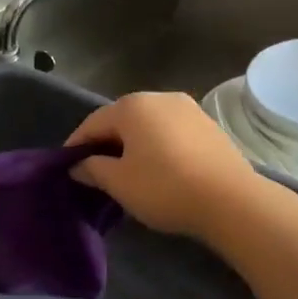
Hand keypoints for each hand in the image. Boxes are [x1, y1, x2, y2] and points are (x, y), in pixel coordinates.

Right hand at [65, 92, 254, 238]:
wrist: (231, 200)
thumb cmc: (165, 187)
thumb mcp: (119, 182)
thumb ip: (93, 169)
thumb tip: (78, 165)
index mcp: (132, 106)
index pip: (92, 123)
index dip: (76, 146)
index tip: (66, 167)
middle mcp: (159, 98)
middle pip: (121, 120)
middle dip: (105, 144)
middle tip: (94, 171)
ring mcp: (188, 109)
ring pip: (147, 126)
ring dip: (132, 145)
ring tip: (126, 172)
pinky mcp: (208, 126)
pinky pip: (170, 133)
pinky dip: (156, 147)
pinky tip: (157, 170)